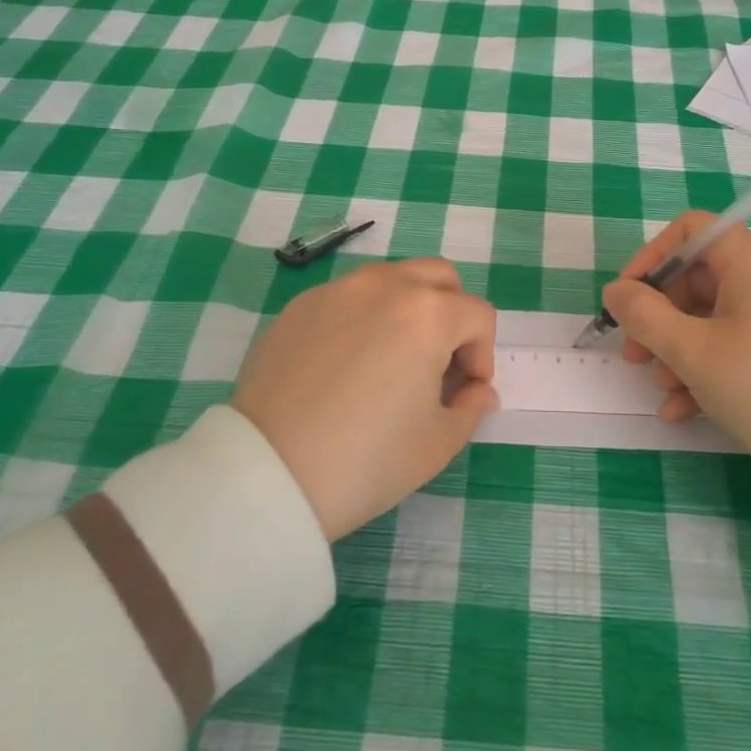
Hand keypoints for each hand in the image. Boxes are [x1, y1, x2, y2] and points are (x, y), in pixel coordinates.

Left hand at [231, 258, 498, 540]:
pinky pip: (349, 297)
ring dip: (408, 308)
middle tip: (437, 363)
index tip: (464, 394)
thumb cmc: (366, 459)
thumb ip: (470, 407)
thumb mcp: (436, 444)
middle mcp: (386, 285)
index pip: (478, 316)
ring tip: (392, 359)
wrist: (268, 472)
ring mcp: (339, 289)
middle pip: (439, 278)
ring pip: (392, 279)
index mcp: (428, 313)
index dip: (482, 356)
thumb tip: (478, 390)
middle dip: (452, 314)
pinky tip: (346, 365)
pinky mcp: (301, 305)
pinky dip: (364, 317)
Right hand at [603, 212, 750, 513]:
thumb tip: (615, 291)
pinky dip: (704, 370)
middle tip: (633, 355)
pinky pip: (734, 346)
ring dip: (676, 350)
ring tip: (660, 388)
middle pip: (696, 278)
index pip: (689, 230)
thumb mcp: (693, 352)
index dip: (650, 257)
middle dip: (657, 317)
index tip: (625, 297)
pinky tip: (681, 409)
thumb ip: (644, 315)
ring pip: (711, 317)